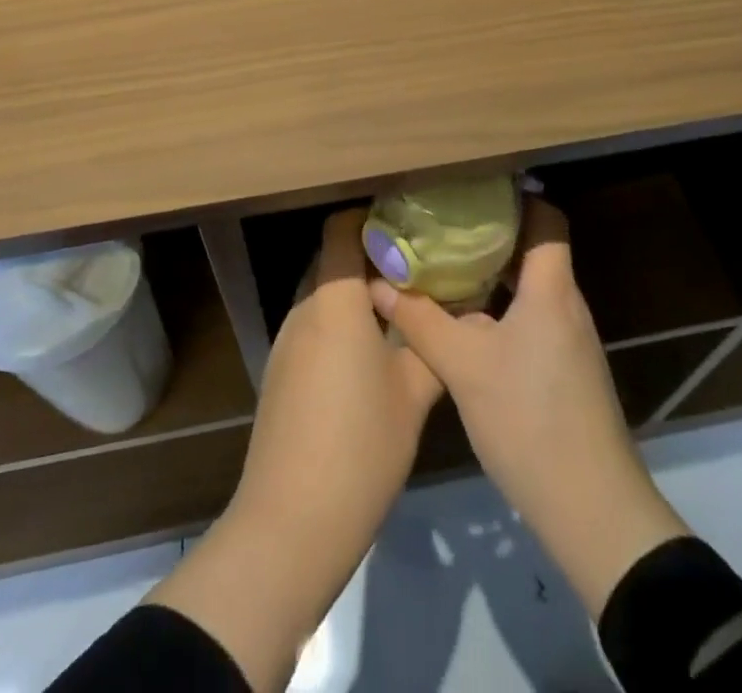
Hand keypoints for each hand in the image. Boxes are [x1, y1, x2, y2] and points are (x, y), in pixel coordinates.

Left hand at [151, 209, 441, 689]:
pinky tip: (367, 354)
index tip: (406, 225)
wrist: (291, 523)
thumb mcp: (412, 396)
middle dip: (368, 257)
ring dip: (353, 294)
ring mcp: (285, 343)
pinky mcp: (279, 373)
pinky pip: (311, 327)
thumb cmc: (360, 447)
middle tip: (414, 266)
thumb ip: (433, 346)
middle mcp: (303, 310)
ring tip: (398, 307)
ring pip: (321, 295)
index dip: (369, 218)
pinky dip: (337, 324)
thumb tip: (462, 315)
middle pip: (331, 261)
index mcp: (334, 302)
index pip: (340, 231)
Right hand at [370, 198, 688, 616]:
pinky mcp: (564, 369)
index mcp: (550, 288)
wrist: (592, 509)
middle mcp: (565, 304)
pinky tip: (462, 319)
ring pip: (528, 286)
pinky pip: (530, 316)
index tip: (471, 187)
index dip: (515, 197)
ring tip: (443, 262)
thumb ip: (420, 320)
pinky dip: (498, 307)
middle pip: (533, 248)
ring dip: (491, 272)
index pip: (546, 218)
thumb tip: (377, 283)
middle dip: (489, 233)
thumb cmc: (529, 419)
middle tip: (441, 222)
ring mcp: (568, 338)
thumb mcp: (463, 366)